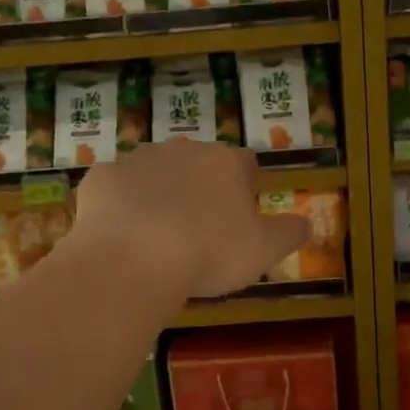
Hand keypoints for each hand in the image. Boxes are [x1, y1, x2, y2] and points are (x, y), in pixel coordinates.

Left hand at [69, 142, 310, 298]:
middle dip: (200, 188)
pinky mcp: (100, 177)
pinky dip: (120, 205)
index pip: (245, 164)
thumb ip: (290, 233)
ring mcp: (137, 160)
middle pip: (198, 164)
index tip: (241, 216)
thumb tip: (309, 224)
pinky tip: (120, 234)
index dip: (245, 187)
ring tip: (157, 234)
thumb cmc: (208, 252)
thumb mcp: (264, 251)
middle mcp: (183, 150)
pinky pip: (115, 188)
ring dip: (159, 192)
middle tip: (199, 229)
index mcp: (225, 163)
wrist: (132, 259)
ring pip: (155, 171)